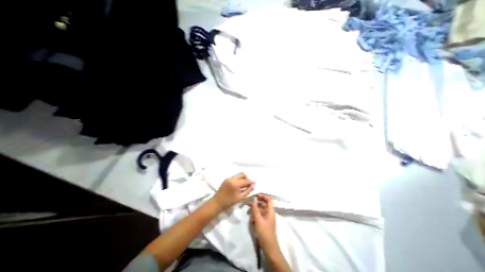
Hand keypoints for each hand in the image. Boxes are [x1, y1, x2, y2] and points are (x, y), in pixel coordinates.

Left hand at [214, 173, 254, 211]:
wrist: (217, 203)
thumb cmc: (229, 202)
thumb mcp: (240, 198)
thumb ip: (247, 191)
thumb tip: (253, 186)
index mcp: (235, 183)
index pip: (245, 180)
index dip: (251, 182)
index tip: (254, 183)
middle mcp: (232, 178)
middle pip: (242, 174)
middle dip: (246, 178)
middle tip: (248, 185)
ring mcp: (228, 178)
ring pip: (238, 175)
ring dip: (242, 179)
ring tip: (243, 186)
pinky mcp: (226, 179)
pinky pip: (234, 177)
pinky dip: (238, 180)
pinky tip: (238, 186)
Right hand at [252, 195, 277, 250]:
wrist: (269, 248)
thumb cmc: (264, 233)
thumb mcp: (258, 220)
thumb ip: (256, 210)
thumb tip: (254, 200)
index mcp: (270, 211)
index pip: (269, 200)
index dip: (263, 196)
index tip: (256, 196)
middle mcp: (269, 213)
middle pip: (263, 205)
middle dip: (256, 204)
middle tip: (249, 204)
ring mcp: (267, 219)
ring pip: (260, 211)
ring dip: (255, 212)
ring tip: (250, 215)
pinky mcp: (264, 223)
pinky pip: (259, 217)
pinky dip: (255, 217)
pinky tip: (252, 221)